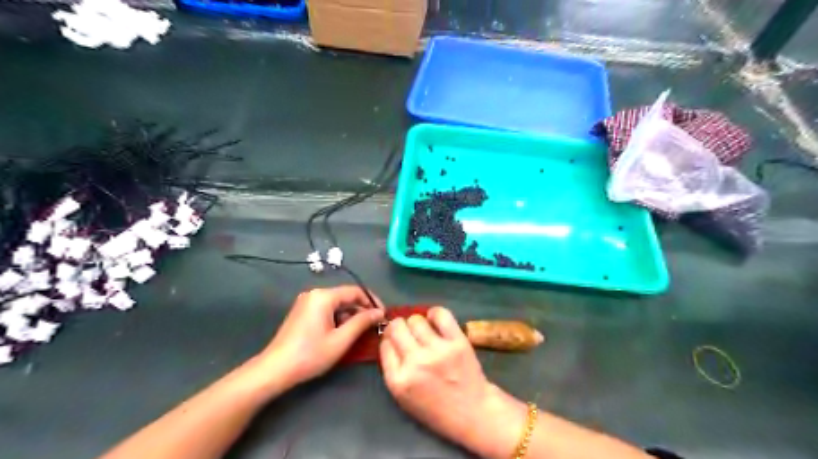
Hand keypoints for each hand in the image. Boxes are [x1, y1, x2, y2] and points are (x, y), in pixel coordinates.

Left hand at [257, 286, 385, 387]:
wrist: (275, 370)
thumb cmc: (310, 355)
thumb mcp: (341, 340)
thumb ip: (362, 322)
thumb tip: (379, 312)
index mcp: (324, 296)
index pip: (355, 291)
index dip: (372, 302)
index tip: (383, 315)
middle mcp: (314, 294)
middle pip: (345, 296)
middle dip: (361, 310)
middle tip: (373, 326)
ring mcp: (306, 302)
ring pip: (337, 304)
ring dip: (350, 316)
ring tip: (359, 333)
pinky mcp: (302, 312)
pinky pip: (327, 309)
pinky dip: (338, 319)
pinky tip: (342, 334)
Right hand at [381, 307, 526, 457]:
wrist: (473, 413)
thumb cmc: (436, 409)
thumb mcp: (404, 398)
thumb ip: (393, 369)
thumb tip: (389, 339)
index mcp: (399, 381)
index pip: (385, 344)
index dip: (389, 340)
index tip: (396, 342)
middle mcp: (415, 362)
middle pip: (397, 328)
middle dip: (399, 328)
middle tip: (407, 334)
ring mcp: (437, 350)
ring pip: (416, 319)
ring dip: (417, 323)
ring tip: (424, 331)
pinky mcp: (457, 341)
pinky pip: (441, 314)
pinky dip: (435, 314)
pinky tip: (435, 320)